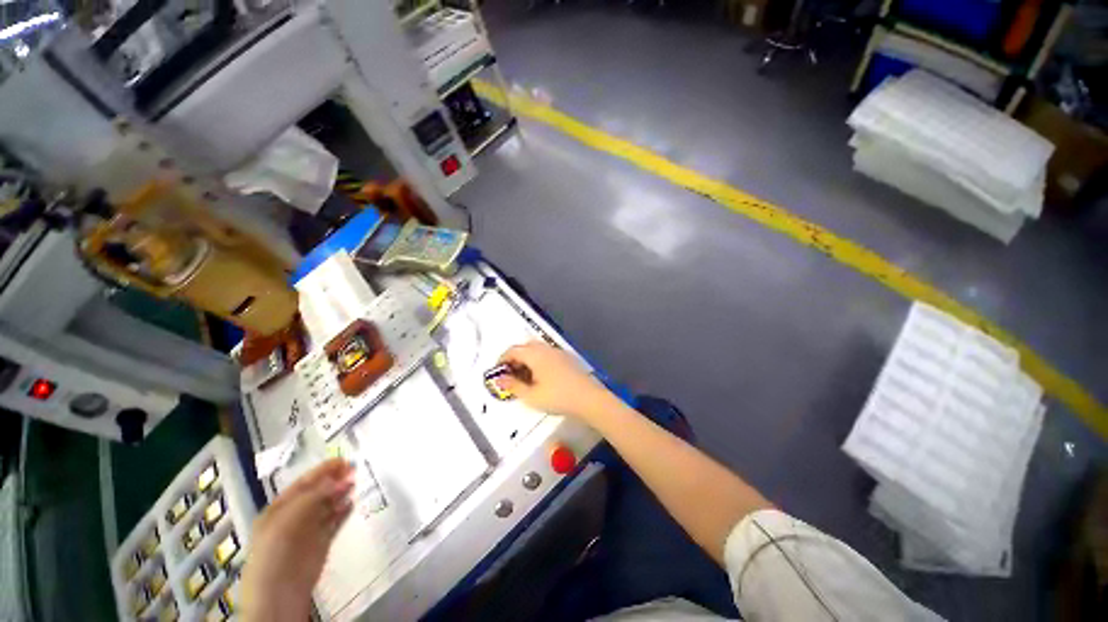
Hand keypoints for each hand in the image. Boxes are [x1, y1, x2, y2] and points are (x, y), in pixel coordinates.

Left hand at [241, 459, 354, 621]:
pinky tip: (352, 504)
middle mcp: (293, 517)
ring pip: (327, 506)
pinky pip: (334, 523)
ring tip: (355, 483)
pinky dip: (343, 512)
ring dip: (340, 494)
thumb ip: (315, 497)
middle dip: (334, 480)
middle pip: (316, 493)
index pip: (303, 484)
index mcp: (279, 509)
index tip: (343, 460)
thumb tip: (340, 479)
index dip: (322, 471)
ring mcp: (308, 531)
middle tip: (353, 468)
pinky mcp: (321, 543)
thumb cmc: (276, 550)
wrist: (280, 591)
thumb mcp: (290, 518)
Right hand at [497, 341, 614, 422]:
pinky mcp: (567, 358)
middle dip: (515, 358)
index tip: (498, 372)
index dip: (502, 359)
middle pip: (525, 347)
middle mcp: (546, 349)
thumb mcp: (531, 396)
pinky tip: (541, 377)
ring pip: (537, 350)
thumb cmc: (558, 397)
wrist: (588, 398)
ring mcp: (558, 352)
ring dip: (527, 359)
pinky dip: (538, 361)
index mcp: (535, 354)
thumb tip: (499, 379)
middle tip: (511, 374)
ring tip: (525, 378)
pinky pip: (547, 354)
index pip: (513, 350)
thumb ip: (513, 386)